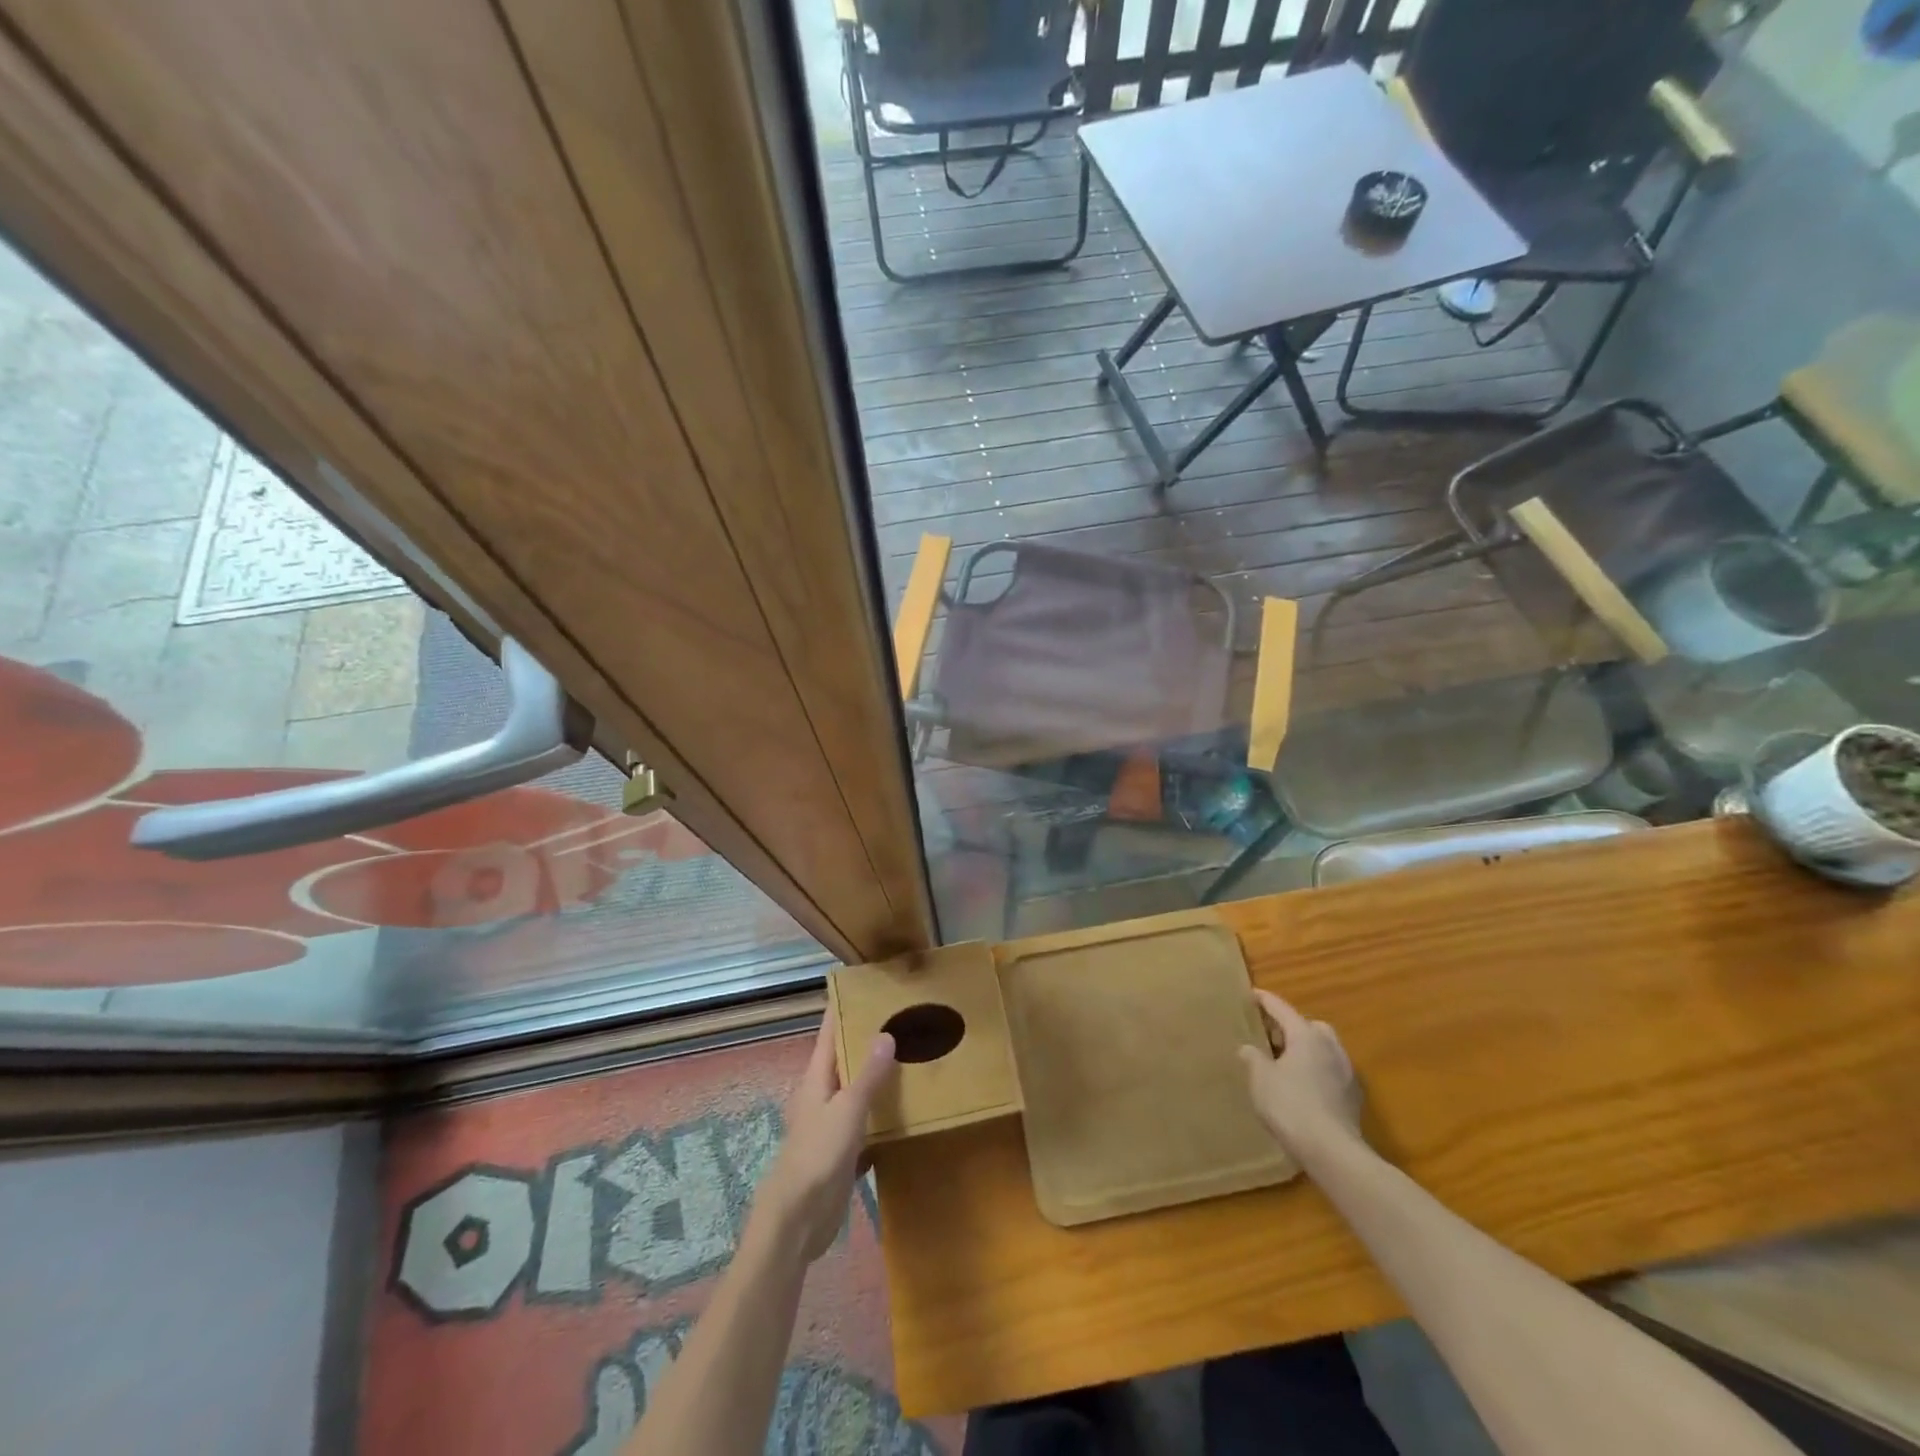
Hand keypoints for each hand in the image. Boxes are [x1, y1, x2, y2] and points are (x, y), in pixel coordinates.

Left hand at [750, 1018, 895, 1263]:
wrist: (797, 1221)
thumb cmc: (817, 1156)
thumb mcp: (847, 1111)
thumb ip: (868, 1075)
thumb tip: (886, 1033)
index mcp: (816, 1079)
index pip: (830, 1033)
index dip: (844, 1010)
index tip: (866, 986)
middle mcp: (822, 1095)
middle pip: (845, 1059)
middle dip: (868, 1039)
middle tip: (903, 1018)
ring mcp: (831, 1124)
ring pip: (857, 1091)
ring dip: (877, 1076)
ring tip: (912, 1055)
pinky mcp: (842, 1152)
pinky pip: (866, 1123)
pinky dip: (882, 1113)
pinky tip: (906, 1109)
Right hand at [1239, 990, 1365, 1162]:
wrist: (1332, 1151)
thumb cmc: (1290, 1105)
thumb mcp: (1260, 1078)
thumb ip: (1253, 1058)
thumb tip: (1249, 1048)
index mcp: (1306, 1035)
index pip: (1282, 1009)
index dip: (1265, 1000)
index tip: (1252, 994)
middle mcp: (1330, 1047)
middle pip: (1310, 1025)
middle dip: (1292, 1026)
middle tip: (1271, 1036)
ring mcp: (1346, 1072)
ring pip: (1324, 1048)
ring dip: (1307, 1049)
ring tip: (1286, 1063)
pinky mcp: (1353, 1096)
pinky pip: (1331, 1071)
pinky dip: (1317, 1070)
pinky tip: (1304, 1087)